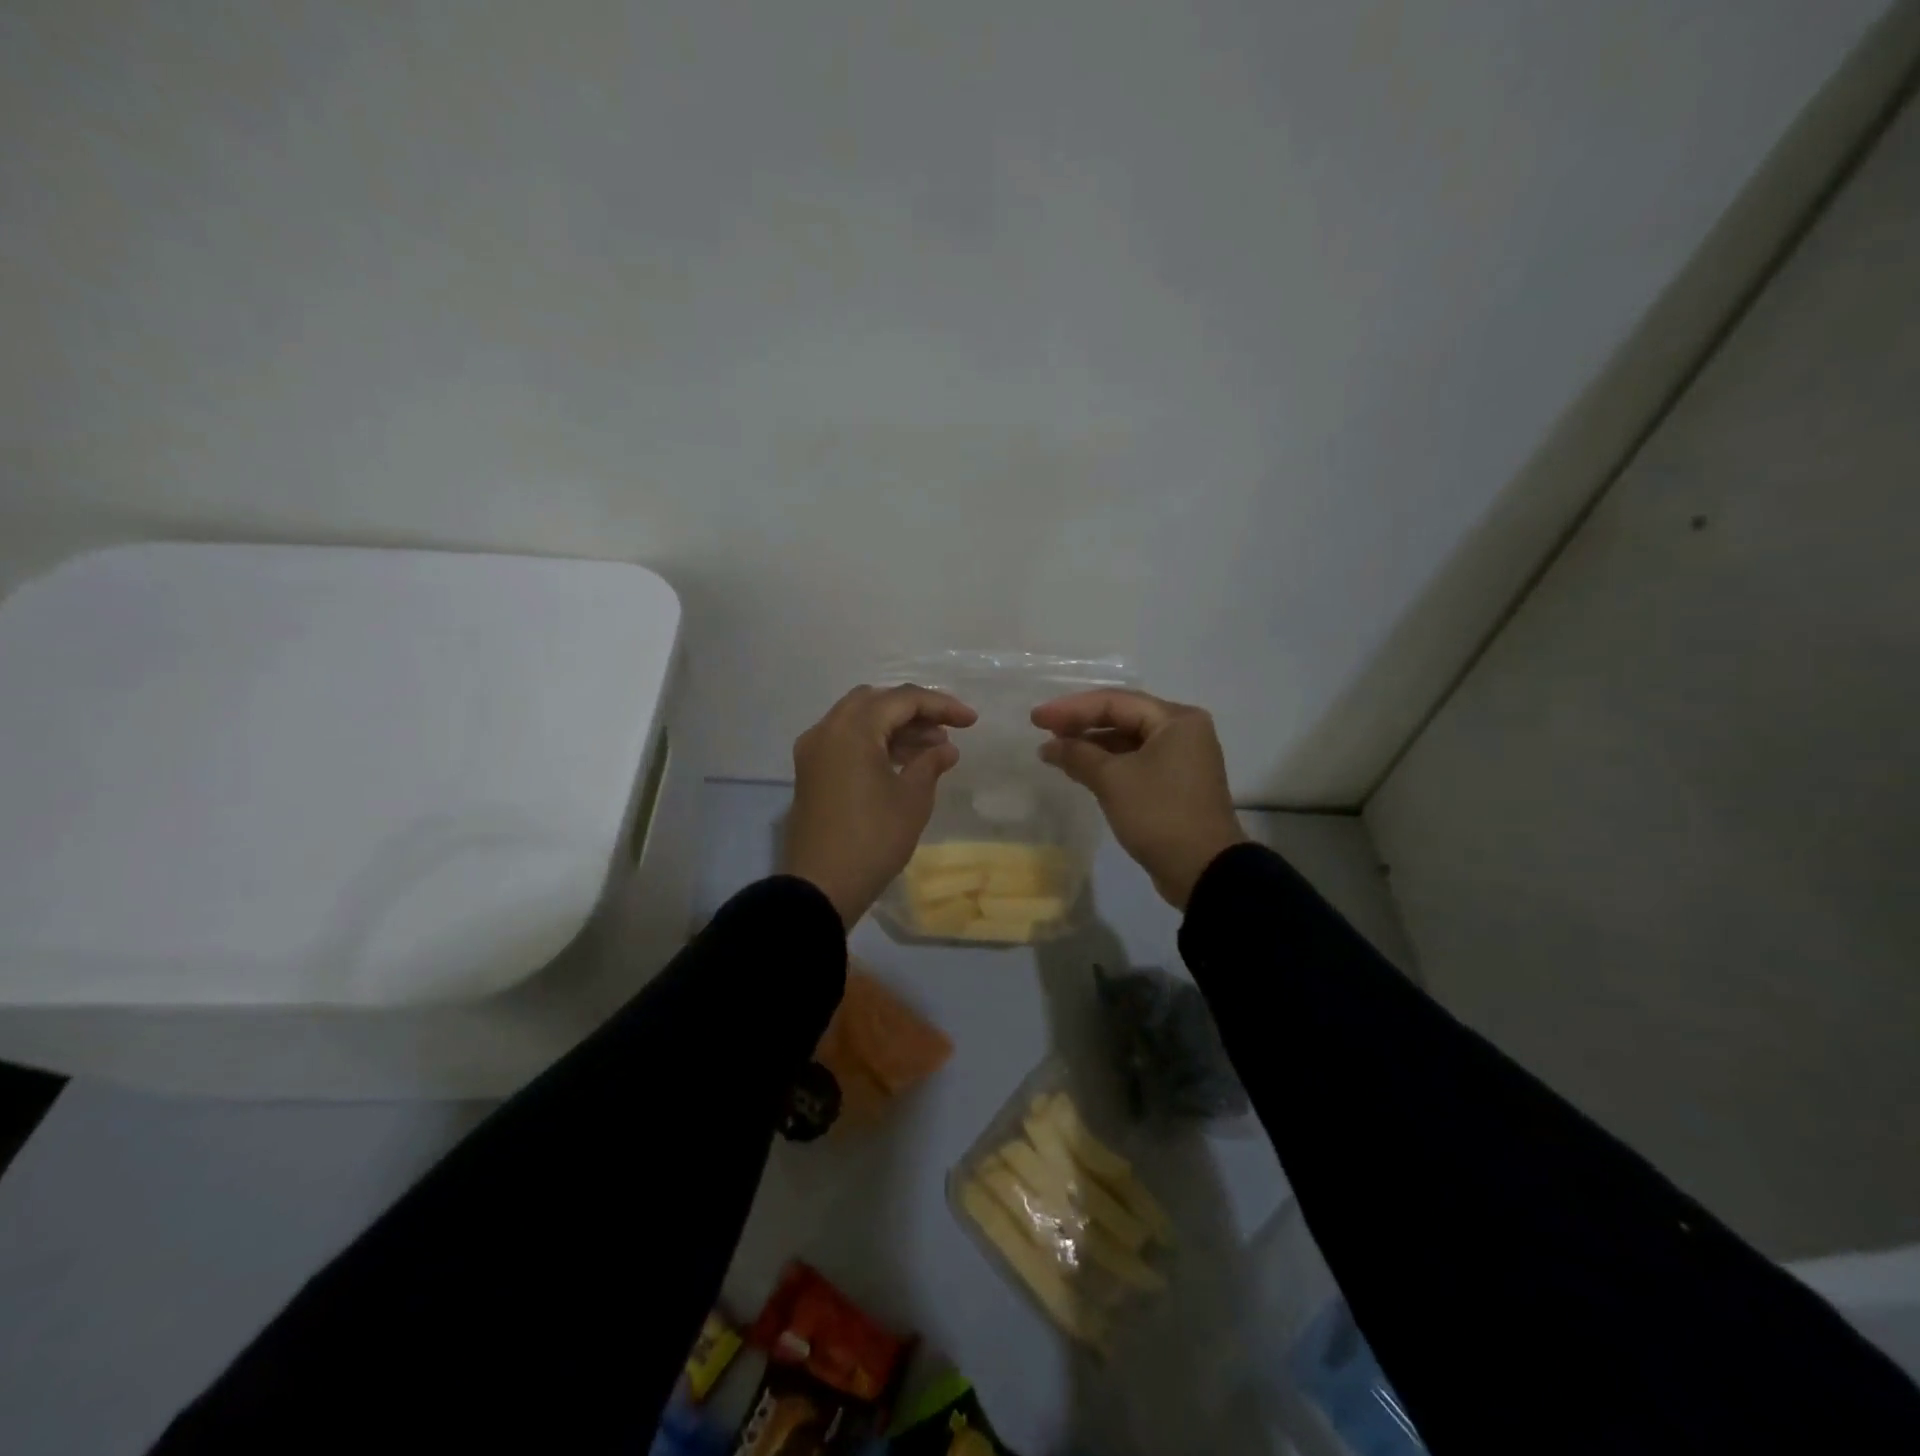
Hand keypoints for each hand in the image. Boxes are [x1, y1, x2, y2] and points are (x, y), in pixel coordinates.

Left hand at [784, 684, 977, 926]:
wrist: (820, 887)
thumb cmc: (873, 839)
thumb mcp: (912, 799)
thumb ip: (930, 763)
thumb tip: (945, 748)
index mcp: (853, 729)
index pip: (903, 699)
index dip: (942, 706)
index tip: (972, 721)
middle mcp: (828, 729)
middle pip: (876, 701)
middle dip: (914, 710)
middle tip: (945, 730)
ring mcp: (814, 750)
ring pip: (858, 719)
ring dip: (894, 726)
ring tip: (931, 749)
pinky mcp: (810, 772)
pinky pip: (845, 740)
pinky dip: (873, 742)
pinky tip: (900, 762)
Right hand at [1031, 689, 1245, 909]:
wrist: (1203, 871)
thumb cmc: (1159, 815)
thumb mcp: (1113, 780)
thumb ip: (1077, 755)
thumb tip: (1048, 746)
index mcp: (1175, 720)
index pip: (1115, 702)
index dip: (1071, 708)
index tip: (1036, 719)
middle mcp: (1183, 731)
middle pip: (1123, 717)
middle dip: (1081, 723)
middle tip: (1043, 730)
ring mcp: (1182, 758)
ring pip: (1128, 741)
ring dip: (1092, 745)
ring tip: (1055, 751)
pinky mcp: (1175, 783)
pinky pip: (1135, 762)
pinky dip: (1108, 763)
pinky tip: (1081, 769)